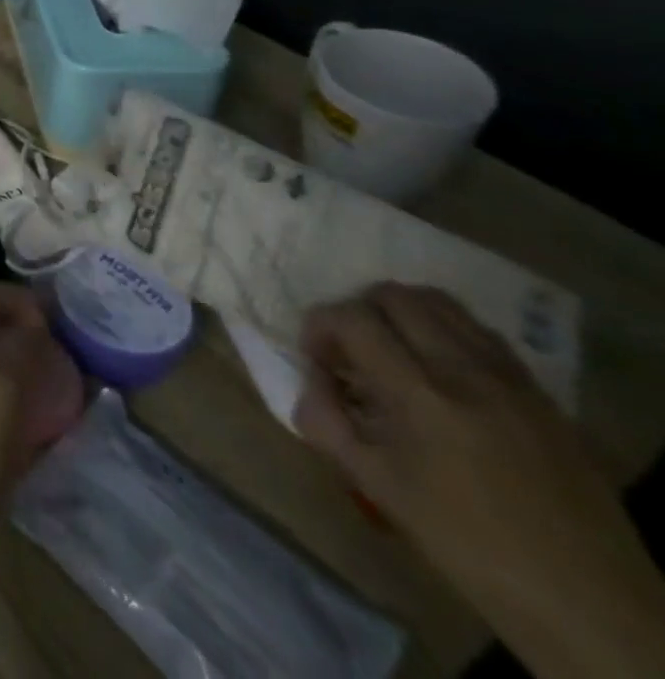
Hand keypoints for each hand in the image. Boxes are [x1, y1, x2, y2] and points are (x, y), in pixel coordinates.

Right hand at [297, 283, 664, 677]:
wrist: (587, 603)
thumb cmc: (465, 544)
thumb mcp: (374, 484)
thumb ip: (324, 418)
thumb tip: (312, 377)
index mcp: (422, 397)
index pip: (351, 318)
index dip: (319, 326)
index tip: (318, 360)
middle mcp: (467, 373)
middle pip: (395, 296)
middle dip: (358, 311)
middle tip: (352, 351)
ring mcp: (513, 381)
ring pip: (442, 303)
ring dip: (402, 315)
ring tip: (394, 353)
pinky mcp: (543, 395)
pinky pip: (482, 334)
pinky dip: (446, 333)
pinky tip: (442, 373)